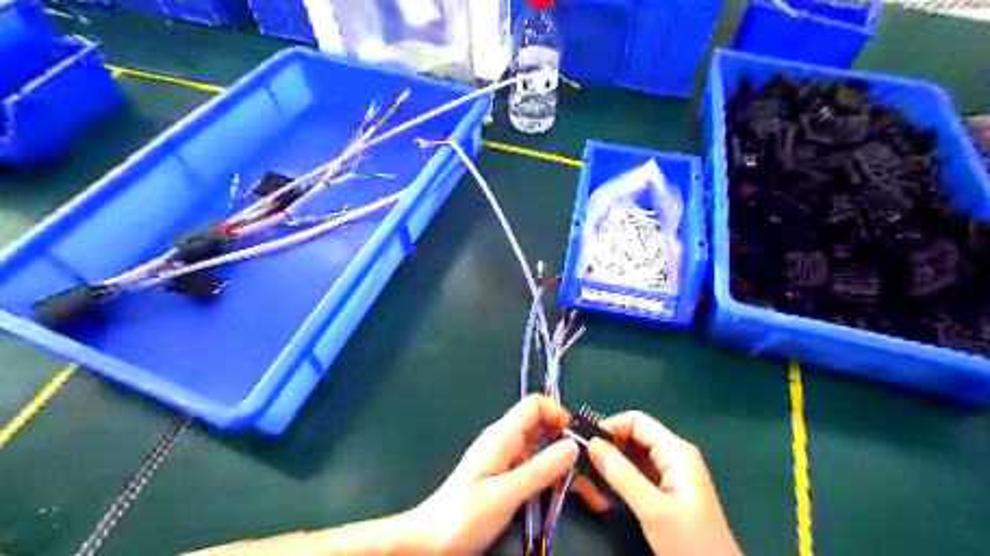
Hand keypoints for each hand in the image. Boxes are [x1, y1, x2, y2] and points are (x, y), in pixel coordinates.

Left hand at [408, 393, 581, 553]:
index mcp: (502, 435)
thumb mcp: (505, 494)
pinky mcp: (506, 478)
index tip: (579, 442)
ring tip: (589, 492)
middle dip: (568, 444)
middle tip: (592, 471)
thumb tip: (572, 445)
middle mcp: (506, 442)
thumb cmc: (463, 516)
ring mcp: (506, 460)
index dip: (559, 414)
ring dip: (564, 467)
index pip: (535, 405)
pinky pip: (535, 470)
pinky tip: (566, 498)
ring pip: (542, 451)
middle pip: (543, 427)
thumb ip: (540, 469)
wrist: (429, 542)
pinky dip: (553, 479)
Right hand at [574, 410, 742, 553]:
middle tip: (582, 464)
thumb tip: (591, 443)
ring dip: (610, 464)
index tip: (584, 445)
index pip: (636, 421)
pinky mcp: (667, 492)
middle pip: (633, 436)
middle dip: (607, 447)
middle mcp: (674, 456)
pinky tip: (603, 491)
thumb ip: (621, 474)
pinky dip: (619, 478)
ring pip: (633, 455)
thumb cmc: (690, 543)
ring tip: (587, 479)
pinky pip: (637, 473)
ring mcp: (671, 474)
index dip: (609, 427)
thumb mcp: (652, 509)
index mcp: (676, 451)